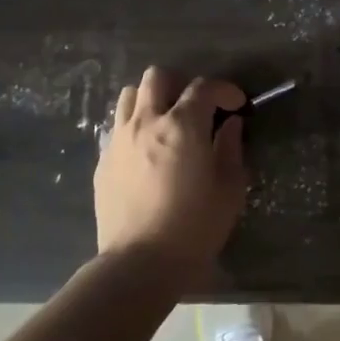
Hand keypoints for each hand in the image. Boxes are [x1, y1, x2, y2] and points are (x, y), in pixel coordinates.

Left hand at [94, 67, 247, 274]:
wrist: (140, 264)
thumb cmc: (194, 227)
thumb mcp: (229, 189)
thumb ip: (231, 149)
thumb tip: (231, 125)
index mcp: (183, 125)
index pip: (203, 87)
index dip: (224, 90)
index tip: (236, 105)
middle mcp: (146, 122)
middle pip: (158, 77)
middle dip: (181, 83)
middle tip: (196, 107)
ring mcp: (119, 140)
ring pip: (130, 96)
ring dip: (152, 100)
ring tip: (167, 122)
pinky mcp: (103, 162)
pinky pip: (118, 127)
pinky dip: (135, 127)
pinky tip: (147, 151)